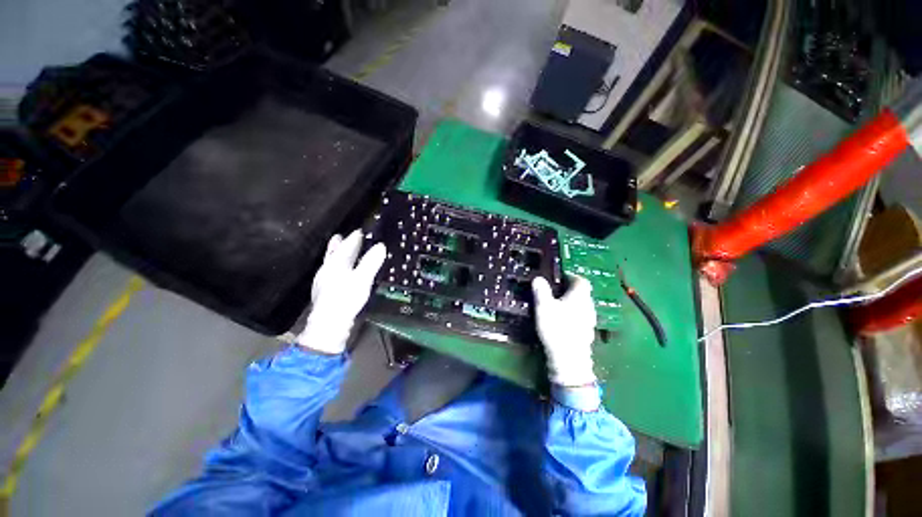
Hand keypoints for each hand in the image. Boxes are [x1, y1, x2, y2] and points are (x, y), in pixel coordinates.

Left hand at [296, 230, 385, 354]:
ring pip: (332, 263)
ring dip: (338, 256)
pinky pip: (333, 273)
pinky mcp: (326, 292)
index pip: (346, 246)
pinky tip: (340, 274)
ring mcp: (325, 281)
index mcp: (336, 264)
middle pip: (334, 253)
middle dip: (340, 245)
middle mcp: (328, 270)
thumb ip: (371, 262)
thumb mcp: (362, 278)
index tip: (360, 231)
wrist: (329, 325)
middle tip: (343, 236)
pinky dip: (338, 268)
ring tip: (340, 251)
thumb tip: (380, 246)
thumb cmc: (346, 299)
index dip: (354, 238)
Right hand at [532, 275, 596, 386]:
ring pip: (582, 306)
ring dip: (572, 304)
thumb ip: (541, 291)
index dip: (572, 277)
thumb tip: (539, 278)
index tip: (560, 277)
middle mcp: (588, 306)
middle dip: (570, 290)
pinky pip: (581, 318)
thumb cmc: (556, 328)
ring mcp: (589, 321)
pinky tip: (562, 322)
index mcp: (580, 297)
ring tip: (557, 306)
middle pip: (583, 293)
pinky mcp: (587, 333)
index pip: (581, 280)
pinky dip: (573, 316)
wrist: (569, 359)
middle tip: (555, 291)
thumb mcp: (544, 307)